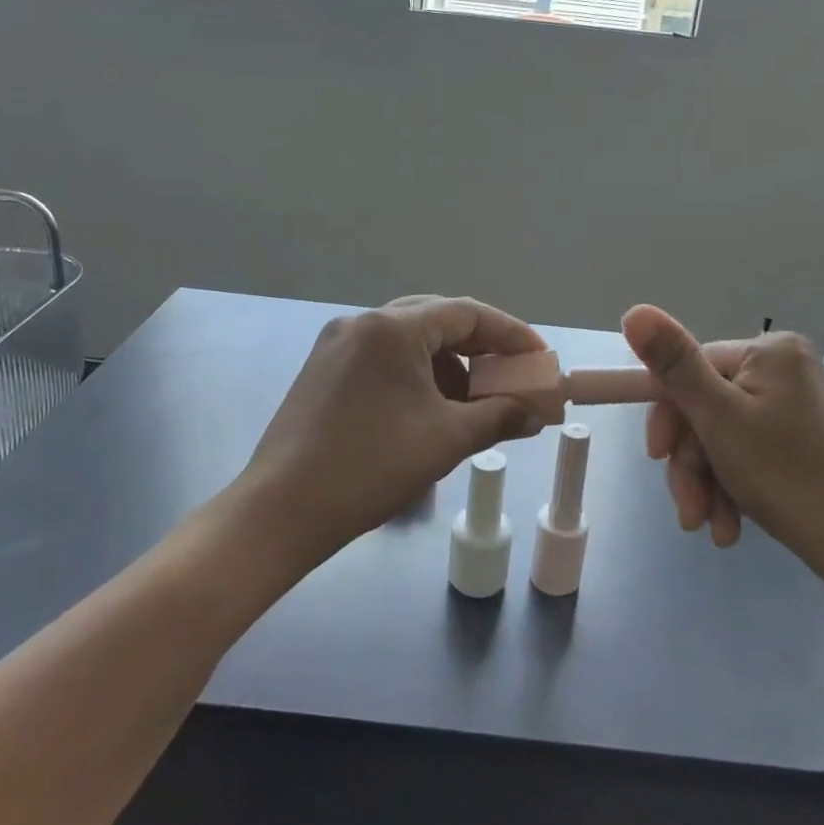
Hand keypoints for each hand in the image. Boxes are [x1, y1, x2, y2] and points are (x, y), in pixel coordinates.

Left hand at [242, 297, 555, 556]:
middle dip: (481, 350)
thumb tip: (537, 413)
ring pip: (410, 342)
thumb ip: (500, 416)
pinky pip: (384, 360)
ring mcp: (337, 345)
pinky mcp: (324, 371)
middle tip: (513, 378)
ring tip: (475, 404)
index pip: (466, 313)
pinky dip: (417, 378)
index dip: (511, 335)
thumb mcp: (446, 439)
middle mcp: (362, 323)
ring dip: (449, 367)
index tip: (541, 360)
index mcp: (392, 328)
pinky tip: (432, 411)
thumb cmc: (371, 467)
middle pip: (437, 321)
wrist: (282, 511)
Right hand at [624, 306, 823, 584]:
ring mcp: (797, 404)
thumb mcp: (718, 418)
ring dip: (708, 483)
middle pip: (708, 407)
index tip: (657, 458)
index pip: (691, 370)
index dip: (668, 417)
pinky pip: (749, 451)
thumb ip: (674, 364)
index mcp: (769, 351)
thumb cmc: (785, 477)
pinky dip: (732, 486)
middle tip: (689, 512)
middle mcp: (786, 367)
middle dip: (692, 463)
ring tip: (711, 528)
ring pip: (724, 435)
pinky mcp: (804, 438)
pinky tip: (730, 524)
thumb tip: (634, 311)